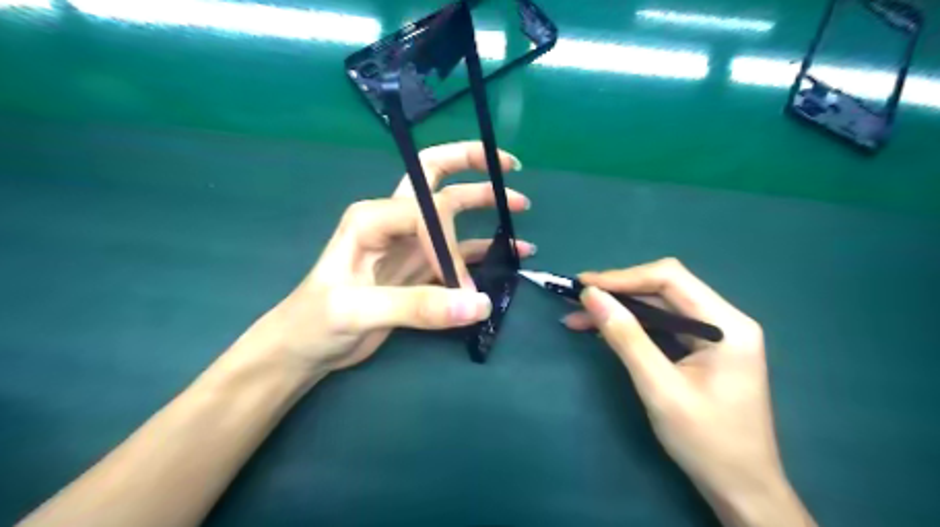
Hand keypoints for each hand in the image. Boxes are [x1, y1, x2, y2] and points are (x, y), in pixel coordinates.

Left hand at [237, 143, 535, 376]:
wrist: (306, 346)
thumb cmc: (317, 321)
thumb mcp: (359, 311)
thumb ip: (418, 306)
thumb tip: (479, 304)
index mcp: (373, 217)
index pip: (428, 212)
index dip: (450, 245)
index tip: (459, 284)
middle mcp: (393, 221)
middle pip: (436, 177)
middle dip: (471, 165)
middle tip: (510, 165)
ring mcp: (409, 244)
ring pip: (453, 214)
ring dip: (485, 205)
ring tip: (521, 206)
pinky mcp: (419, 268)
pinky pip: (459, 251)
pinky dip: (485, 249)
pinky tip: (512, 251)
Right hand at [560, 260, 812, 526]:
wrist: (741, 488)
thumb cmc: (706, 441)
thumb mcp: (659, 387)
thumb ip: (626, 337)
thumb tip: (591, 296)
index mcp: (727, 324)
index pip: (670, 278)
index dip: (623, 277)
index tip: (584, 285)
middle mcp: (724, 319)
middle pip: (663, 288)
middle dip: (617, 292)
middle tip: (576, 299)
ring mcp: (714, 334)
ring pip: (658, 306)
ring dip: (619, 309)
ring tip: (577, 317)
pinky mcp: (702, 348)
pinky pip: (661, 326)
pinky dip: (630, 326)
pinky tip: (602, 330)